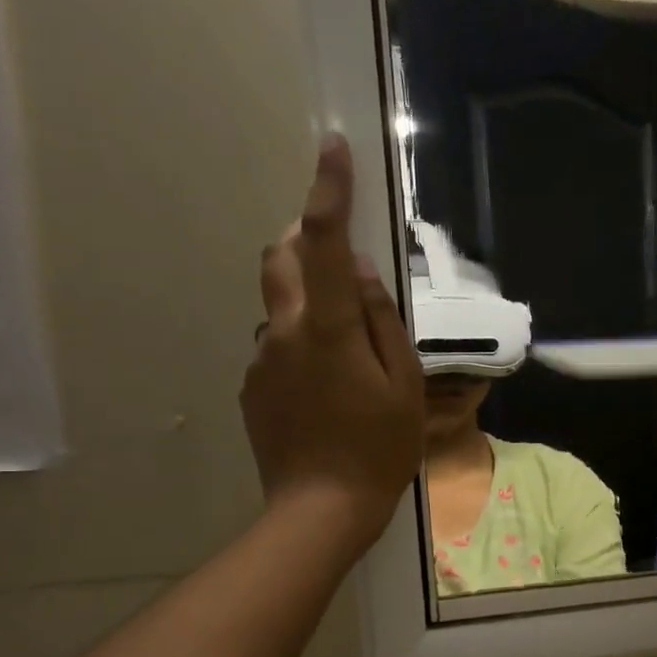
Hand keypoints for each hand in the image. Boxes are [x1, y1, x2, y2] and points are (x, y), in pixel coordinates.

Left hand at [241, 135, 423, 543]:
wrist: (321, 509)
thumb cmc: (379, 447)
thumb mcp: (403, 383)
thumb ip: (381, 320)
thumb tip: (359, 270)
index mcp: (328, 328)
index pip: (323, 242)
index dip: (328, 191)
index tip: (332, 147)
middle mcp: (283, 331)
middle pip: (280, 258)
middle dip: (303, 239)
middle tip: (340, 261)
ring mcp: (261, 359)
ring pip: (282, 306)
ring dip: (310, 306)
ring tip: (348, 357)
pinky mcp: (252, 386)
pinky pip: (277, 346)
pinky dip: (302, 346)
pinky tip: (327, 392)